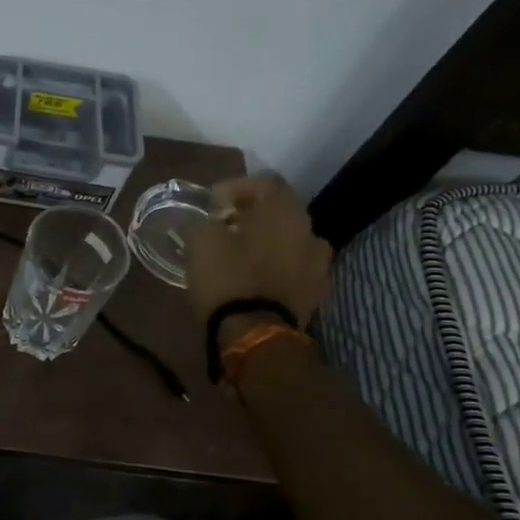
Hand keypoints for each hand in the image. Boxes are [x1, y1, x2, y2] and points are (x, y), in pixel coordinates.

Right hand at [184, 174, 331, 328]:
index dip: (237, 187)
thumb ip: (204, 224)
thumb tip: (206, 224)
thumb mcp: (201, 242)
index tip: (213, 203)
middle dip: (253, 216)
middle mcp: (310, 233)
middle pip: (281, 213)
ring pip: (290, 242)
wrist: (257, 336)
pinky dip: (276, 268)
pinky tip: (254, 279)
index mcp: (285, 213)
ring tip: (240, 255)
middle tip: (225, 226)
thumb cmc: (228, 279)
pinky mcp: (316, 295)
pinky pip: (294, 270)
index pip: (267, 183)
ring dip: (267, 243)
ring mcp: (319, 266)